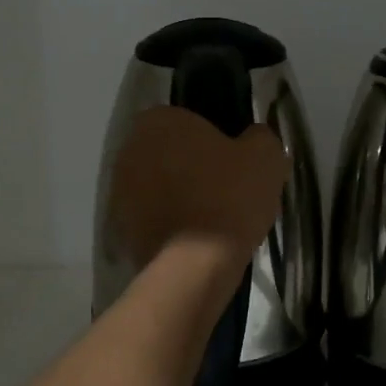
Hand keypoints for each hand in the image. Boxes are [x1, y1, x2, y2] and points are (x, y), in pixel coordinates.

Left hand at [107, 107, 287, 269]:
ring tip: (214, 221)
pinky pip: (152, 217)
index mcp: (159, 121)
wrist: (195, 266)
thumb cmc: (229, 198)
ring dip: (180, 196)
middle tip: (227, 191)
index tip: (235, 163)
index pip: (189, 120)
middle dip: (193, 168)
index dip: (215, 140)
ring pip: (159, 186)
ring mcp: (119, 190)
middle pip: (170, 153)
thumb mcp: (266, 158)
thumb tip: (254, 138)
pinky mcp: (119, 228)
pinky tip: (196, 241)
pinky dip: (170, 224)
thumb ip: (260, 137)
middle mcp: (129, 149)